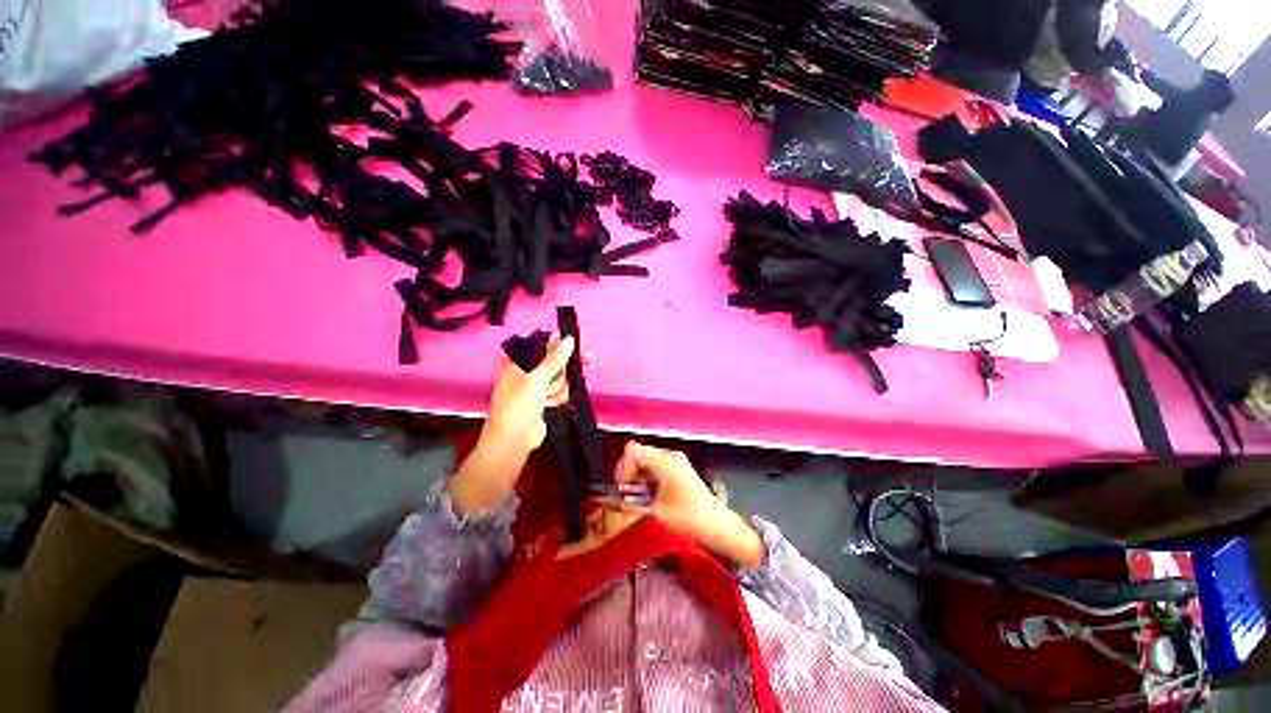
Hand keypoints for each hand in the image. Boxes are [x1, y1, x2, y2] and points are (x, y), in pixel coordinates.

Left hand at [450, 336, 573, 514]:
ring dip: (559, 387)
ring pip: (561, 377)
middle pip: (556, 360)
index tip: (582, 335)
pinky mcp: (545, 400)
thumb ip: (554, 359)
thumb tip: (569, 339)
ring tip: (548, 398)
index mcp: (518, 361)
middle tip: (588, 358)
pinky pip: (560, 391)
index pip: (544, 343)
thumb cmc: (518, 406)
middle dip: (566, 366)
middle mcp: (528, 371)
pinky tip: (551, 404)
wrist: (513, 441)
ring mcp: (537, 386)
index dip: (563, 340)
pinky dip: (559, 397)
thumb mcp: (535, 380)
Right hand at [614, 441, 763, 566]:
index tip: (622, 490)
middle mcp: (669, 455)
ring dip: (637, 476)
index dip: (622, 468)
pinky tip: (649, 496)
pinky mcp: (679, 469)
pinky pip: (656, 466)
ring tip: (637, 498)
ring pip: (646, 460)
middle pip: (639, 453)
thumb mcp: (656, 512)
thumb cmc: (687, 517)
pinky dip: (647, 478)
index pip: (633, 451)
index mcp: (664, 460)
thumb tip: (611, 501)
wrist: (718, 525)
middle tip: (626, 495)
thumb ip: (631, 503)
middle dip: (628, 472)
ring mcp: (676, 461)